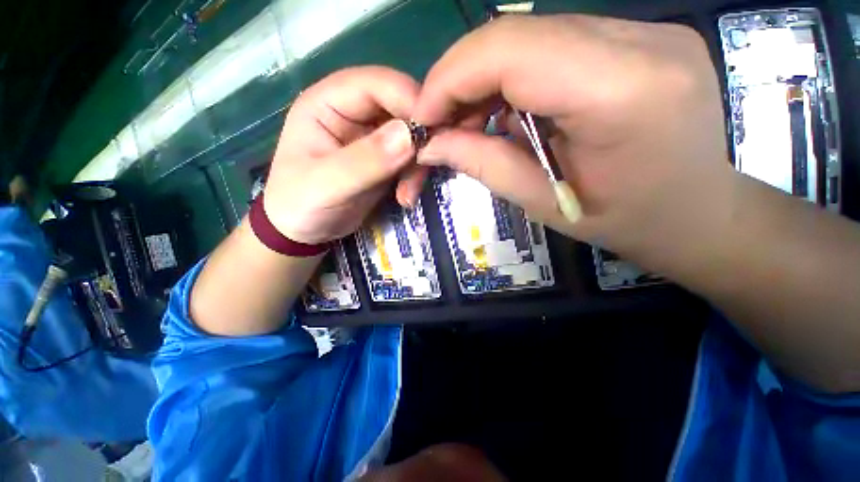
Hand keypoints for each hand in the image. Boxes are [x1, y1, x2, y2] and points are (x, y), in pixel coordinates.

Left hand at [264, 66, 418, 244]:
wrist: (306, 230)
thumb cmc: (301, 204)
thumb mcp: (328, 184)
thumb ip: (366, 161)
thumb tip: (409, 136)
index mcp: (329, 102)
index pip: (378, 83)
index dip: (409, 100)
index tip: (431, 132)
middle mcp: (354, 113)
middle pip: (403, 108)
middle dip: (419, 139)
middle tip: (424, 169)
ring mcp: (373, 138)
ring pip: (412, 136)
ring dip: (418, 165)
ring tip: (407, 195)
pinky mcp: (386, 159)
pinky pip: (412, 159)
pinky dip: (414, 177)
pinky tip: (405, 198)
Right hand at [405, 15, 734, 273]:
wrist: (697, 213)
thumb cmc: (623, 221)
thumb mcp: (542, 202)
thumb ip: (482, 164)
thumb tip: (430, 144)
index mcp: (622, 92)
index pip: (509, 50)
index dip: (450, 78)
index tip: (423, 116)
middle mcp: (641, 41)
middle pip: (517, 33)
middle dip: (461, 79)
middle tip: (441, 124)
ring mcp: (646, 31)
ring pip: (532, 35)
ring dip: (486, 79)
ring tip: (471, 123)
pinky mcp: (641, 37)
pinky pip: (554, 44)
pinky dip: (515, 76)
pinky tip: (509, 111)